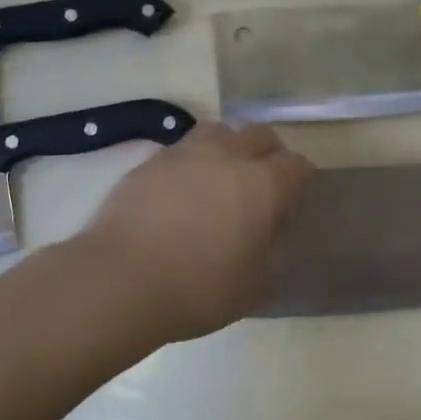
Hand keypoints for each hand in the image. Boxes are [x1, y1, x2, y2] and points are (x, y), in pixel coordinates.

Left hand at [78, 121, 314, 341]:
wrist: (121, 280)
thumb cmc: (198, 289)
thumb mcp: (254, 286)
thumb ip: (270, 253)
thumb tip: (267, 236)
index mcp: (263, 185)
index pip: (297, 166)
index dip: (299, 180)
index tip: (292, 200)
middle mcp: (228, 157)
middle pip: (260, 135)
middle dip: (268, 153)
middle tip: (261, 183)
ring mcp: (186, 153)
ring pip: (219, 130)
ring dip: (228, 146)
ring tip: (220, 175)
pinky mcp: (150, 161)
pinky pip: (182, 149)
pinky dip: (191, 161)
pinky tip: (182, 189)